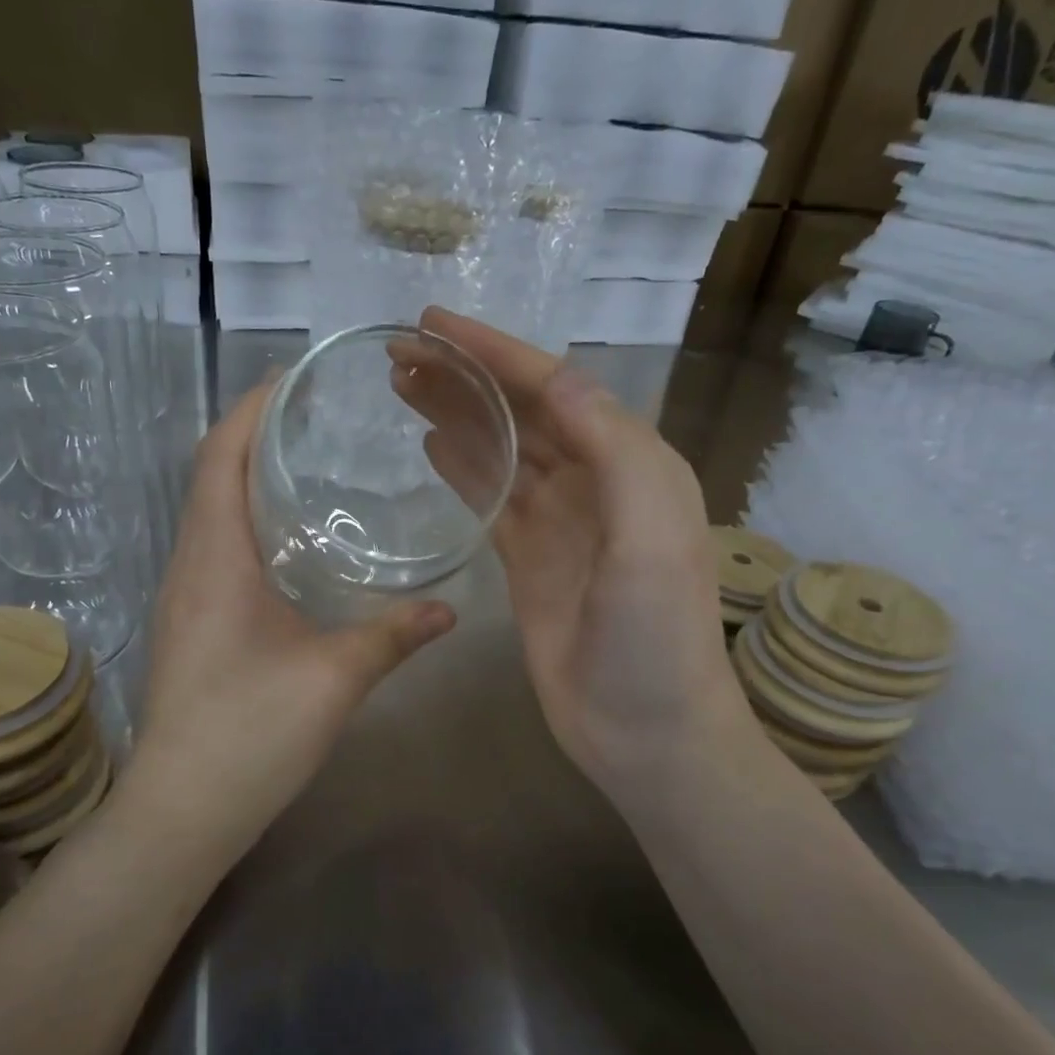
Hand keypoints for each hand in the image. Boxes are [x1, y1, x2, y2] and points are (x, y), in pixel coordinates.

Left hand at [123, 380, 456, 843]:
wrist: (182, 810)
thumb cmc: (250, 734)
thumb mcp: (334, 679)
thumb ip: (393, 635)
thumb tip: (449, 608)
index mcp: (214, 559)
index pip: (221, 457)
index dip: (252, 409)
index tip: (294, 376)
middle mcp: (188, 565)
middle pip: (212, 475)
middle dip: (256, 433)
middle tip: (318, 414)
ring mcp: (183, 596)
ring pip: (210, 512)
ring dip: (249, 477)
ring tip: (309, 460)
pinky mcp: (190, 624)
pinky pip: (214, 547)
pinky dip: (247, 520)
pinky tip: (291, 540)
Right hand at [404, 308, 754, 801]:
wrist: (646, 729)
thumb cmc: (656, 636)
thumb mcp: (651, 536)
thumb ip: (613, 450)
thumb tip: (555, 378)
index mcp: (631, 462)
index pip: (554, 387)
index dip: (494, 351)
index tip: (432, 324)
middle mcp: (595, 481)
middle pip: (521, 412)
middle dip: (464, 376)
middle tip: (399, 352)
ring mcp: (558, 522)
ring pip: (501, 450)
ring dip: (456, 414)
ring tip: (401, 385)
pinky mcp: (528, 560)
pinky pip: (491, 499)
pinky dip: (463, 467)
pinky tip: (430, 443)